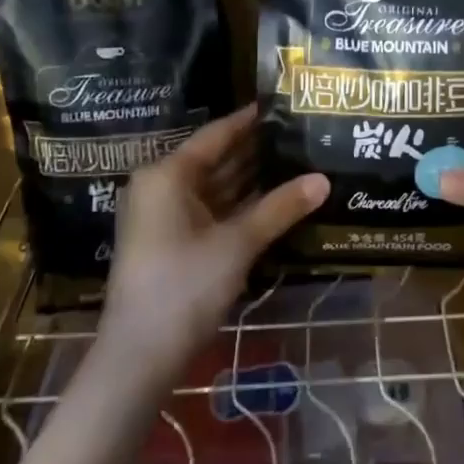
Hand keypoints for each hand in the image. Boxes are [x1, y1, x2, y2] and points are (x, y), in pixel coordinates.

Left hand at [100, 106, 327, 381]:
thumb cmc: (184, 286)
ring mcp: (164, 218)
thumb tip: (323, 179)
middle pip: (215, 160)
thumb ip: (280, 208)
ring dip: (251, 181)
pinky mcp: (171, 244)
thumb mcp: (237, 244)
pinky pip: (210, 212)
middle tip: (300, 136)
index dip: (250, 120)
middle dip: (256, 152)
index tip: (283, 105)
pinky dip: (239, 207)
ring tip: (296, 163)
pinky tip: (274, 203)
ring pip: (214, 188)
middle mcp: (161, 187)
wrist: (139, 357)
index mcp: (167, 175)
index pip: (216, 135)